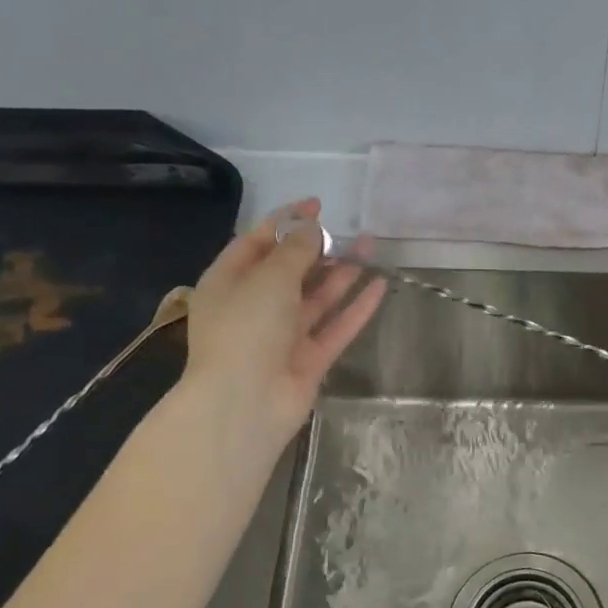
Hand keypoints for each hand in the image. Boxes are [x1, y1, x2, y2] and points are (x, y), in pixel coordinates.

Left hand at [180, 198, 385, 439]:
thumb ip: (295, 251)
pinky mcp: (309, 359)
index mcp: (228, 283)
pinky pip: (336, 327)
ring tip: (371, 248)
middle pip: (290, 271)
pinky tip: (379, 286)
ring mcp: (283, 336)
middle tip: (349, 231)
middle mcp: (254, 307)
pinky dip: (356, 307)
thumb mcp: (268, 279)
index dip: (285, 222)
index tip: (317, 204)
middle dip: (318, 249)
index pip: (255, 243)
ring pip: (317, 298)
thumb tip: (312, 229)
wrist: (245, 403)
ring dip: (342, 273)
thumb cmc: (246, 329)